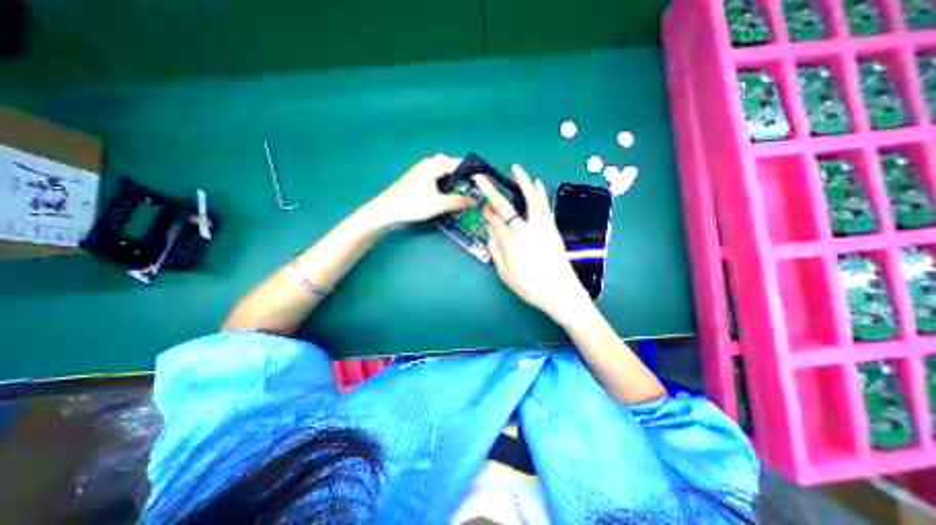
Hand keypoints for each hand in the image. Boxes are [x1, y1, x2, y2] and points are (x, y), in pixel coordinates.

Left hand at [369, 152, 474, 224]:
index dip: (469, 168)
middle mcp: (426, 164)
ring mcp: (418, 170)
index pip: (456, 162)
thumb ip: (457, 202)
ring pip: (438, 167)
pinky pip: (432, 173)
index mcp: (433, 166)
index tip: (479, 176)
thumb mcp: (439, 205)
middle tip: (467, 182)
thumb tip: (473, 201)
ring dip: (448, 174)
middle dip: (458, 170)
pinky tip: (441, 190)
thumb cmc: (413, 204)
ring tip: (456, 187)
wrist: (387, 210)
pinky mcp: (414, 178)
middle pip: (446, 162)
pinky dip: (440, 178)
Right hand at [477, 163, 590, 322]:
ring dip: (521, 182)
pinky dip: (540, 193)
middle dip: (490, 191)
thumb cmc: (531, 288)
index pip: (494, 222)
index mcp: (511, 244)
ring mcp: (541, 227)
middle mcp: (525, 231)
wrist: (562, 293)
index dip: (486, 213)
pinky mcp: (553, 228)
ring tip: (515, 167)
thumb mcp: (506, 275)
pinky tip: (537, 182)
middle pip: (505, 207)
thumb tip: (489, 229)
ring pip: (529, 199)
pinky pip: (545, 207)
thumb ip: (496, 250)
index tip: (481, 207)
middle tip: (481, 178)